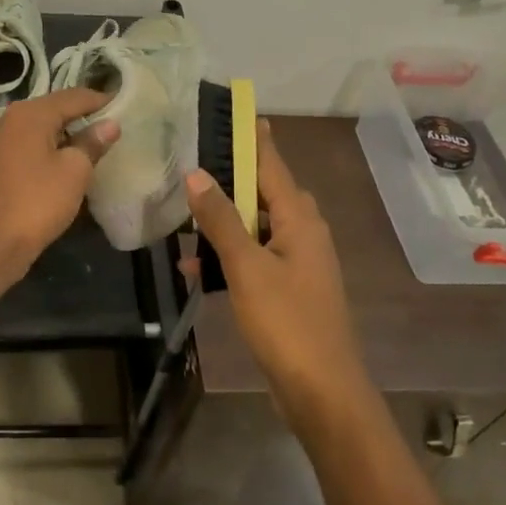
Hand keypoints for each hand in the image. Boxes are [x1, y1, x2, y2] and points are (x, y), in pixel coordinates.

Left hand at [0, 88, 119, 282]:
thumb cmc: (37, 202)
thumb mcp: (74, 171)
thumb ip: (92, 143)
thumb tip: (110, 124)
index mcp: (30, 113)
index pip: (74, 96)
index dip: (101, 100)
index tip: (126, 104)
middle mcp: (11, 119)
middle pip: (55, 108)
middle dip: (84, 116)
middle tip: (113, 125)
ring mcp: (0, 141)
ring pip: (42, 127)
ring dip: (67, 133)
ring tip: (95, 144)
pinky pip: (30, 145)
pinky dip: (50, 148)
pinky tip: (67, 162)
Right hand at [184, 120, 368, 421]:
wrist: (321, 391)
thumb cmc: (286, 322)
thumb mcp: (246, 267)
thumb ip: (220, 219)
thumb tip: (197, 173)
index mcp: (300, 220)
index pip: (273, 165)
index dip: (254, 140)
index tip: (239, 113)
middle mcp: (304, 233)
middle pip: (263, 194)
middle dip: (229, 183)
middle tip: (193, 170)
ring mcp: (299, 262)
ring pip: (255, 228)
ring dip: (222, 226)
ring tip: (183, 225)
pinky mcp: (289, 289)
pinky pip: (255, 258)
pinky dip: (230, 258)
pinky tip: (197, 270)